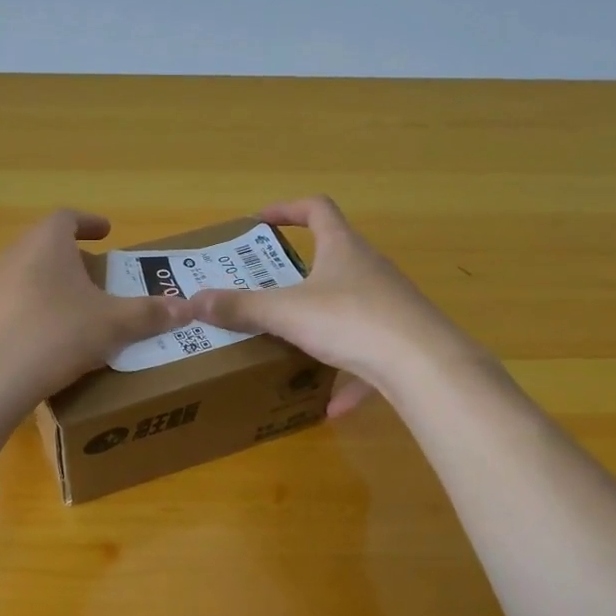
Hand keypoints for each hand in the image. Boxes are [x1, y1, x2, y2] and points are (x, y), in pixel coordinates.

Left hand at [0, 209, 194, 403]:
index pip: (67, 218)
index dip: (89, 223)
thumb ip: (149, 313)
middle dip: (72, 256)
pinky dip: (31, 307)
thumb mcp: (113, 325)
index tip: (107, 232)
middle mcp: (12, 254)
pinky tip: (44, 334)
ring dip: (50, 282)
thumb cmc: (58, 335)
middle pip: (45, 244)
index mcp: (46, 243)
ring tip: (72, 305)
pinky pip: (10, 301)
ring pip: (25, 272)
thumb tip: (187, 309)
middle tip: (96, 275)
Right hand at [187, 196, 474, 415]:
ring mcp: (389, 305)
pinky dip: (348, 377)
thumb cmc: (351, 321)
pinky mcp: (401, 342)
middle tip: (266, 288)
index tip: (260, 222)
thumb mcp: (287, 313)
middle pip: (334, 257)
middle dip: (299, 272)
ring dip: (322, 324)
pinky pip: (368, 356)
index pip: (317, 209)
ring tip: (293, 345)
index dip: (287, 209)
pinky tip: (330, 407)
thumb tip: (192, 302)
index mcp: (343, 249)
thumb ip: (241, 308)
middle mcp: (369, 269)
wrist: (423, 365)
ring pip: (350, 308)